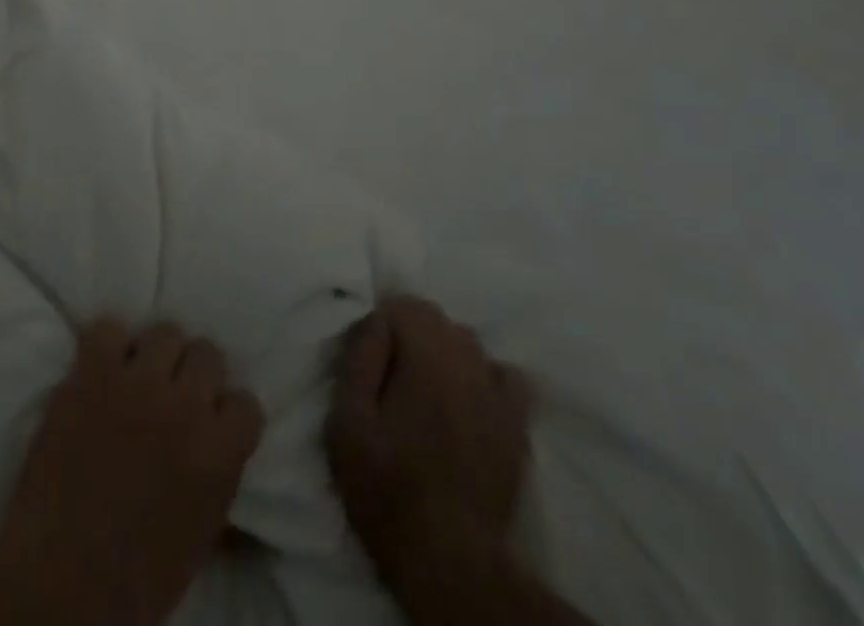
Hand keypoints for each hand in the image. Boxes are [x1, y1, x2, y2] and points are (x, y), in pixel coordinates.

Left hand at [0, 319, 264, 625]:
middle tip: (175, 394)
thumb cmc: (135, 580)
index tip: (212, 422)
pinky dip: (106, 345)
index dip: (227, 413)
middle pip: (208, 352)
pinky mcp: (92, 373)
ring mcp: (136, 383)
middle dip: (195, 374)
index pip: (246, 402)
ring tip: (138, 377)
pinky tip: (101, 369)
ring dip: (156, 355)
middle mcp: (185, 405)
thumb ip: (218, 479)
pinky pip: (108, 328)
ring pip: (165, 331)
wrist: (59, 586)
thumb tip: (222, 450)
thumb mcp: (200, 537)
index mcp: (219, 454)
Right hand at [324, 297, 532, 607]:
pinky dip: (484, 377)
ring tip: (425, 392)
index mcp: (425, 354)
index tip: (366, 362)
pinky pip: (504, 376)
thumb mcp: (347, 423)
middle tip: (389, 380)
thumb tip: (375, 319)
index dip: (379, 327)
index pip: (402, 303)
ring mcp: (497, 390)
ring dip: (443, 353)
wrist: (450, 561)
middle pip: (435, 318)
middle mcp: (467, 358)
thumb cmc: (387, 488)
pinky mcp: (516, 423)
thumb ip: (358, 359)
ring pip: (466, 342)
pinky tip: (468, 402)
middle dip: (409, 335)